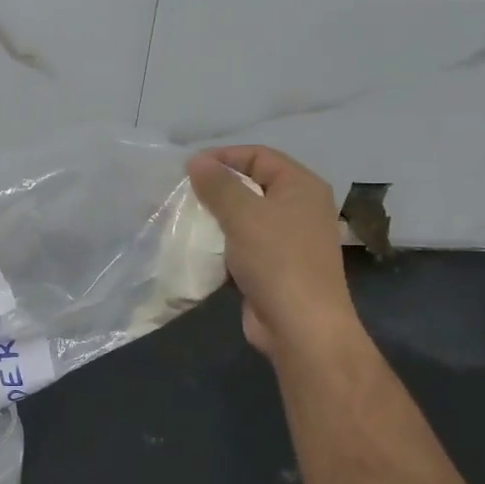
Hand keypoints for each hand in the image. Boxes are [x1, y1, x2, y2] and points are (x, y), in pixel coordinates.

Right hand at [186, 145, 356, 360]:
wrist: (301, 327)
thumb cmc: (277, 260)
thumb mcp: (243, 214)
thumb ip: (218, 184)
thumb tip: (196, 160)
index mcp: (301, 186)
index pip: (259, 155)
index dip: (224, 156)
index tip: (188, 169)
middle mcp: (299, 208)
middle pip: (252, 185)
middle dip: (217, 188)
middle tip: (183, 194)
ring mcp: (288, 240)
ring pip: (245, 218)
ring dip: (216, 218)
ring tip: (184, 219)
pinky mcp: (274, 268)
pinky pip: (243, 245)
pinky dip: (221, 244)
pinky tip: (197, 249)